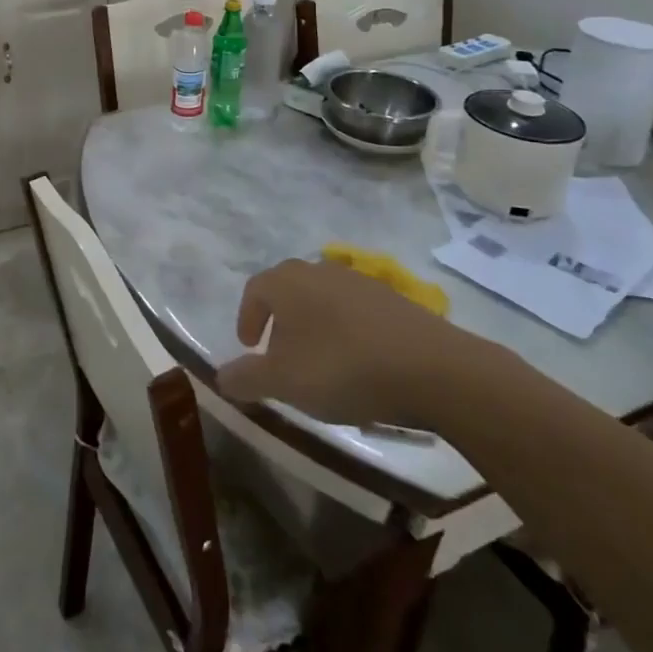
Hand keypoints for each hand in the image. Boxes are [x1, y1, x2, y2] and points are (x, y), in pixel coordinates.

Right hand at [217, 258, 497, 429]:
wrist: (432, 368)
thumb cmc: (342, 368)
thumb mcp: (284, 382)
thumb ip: (246, 378)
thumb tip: (220, 376)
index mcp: (287, 281)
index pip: (255, 290)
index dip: (247, 318)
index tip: (249, 348)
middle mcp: (320, 270)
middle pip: (289, 291)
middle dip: (280, 322)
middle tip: (280, 356)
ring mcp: (360, 281)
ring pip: (323, 300)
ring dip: (314, 327)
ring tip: (320, 364)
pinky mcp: (393, 300)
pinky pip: (356, 312)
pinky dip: (347, 332)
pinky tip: (358, 363)